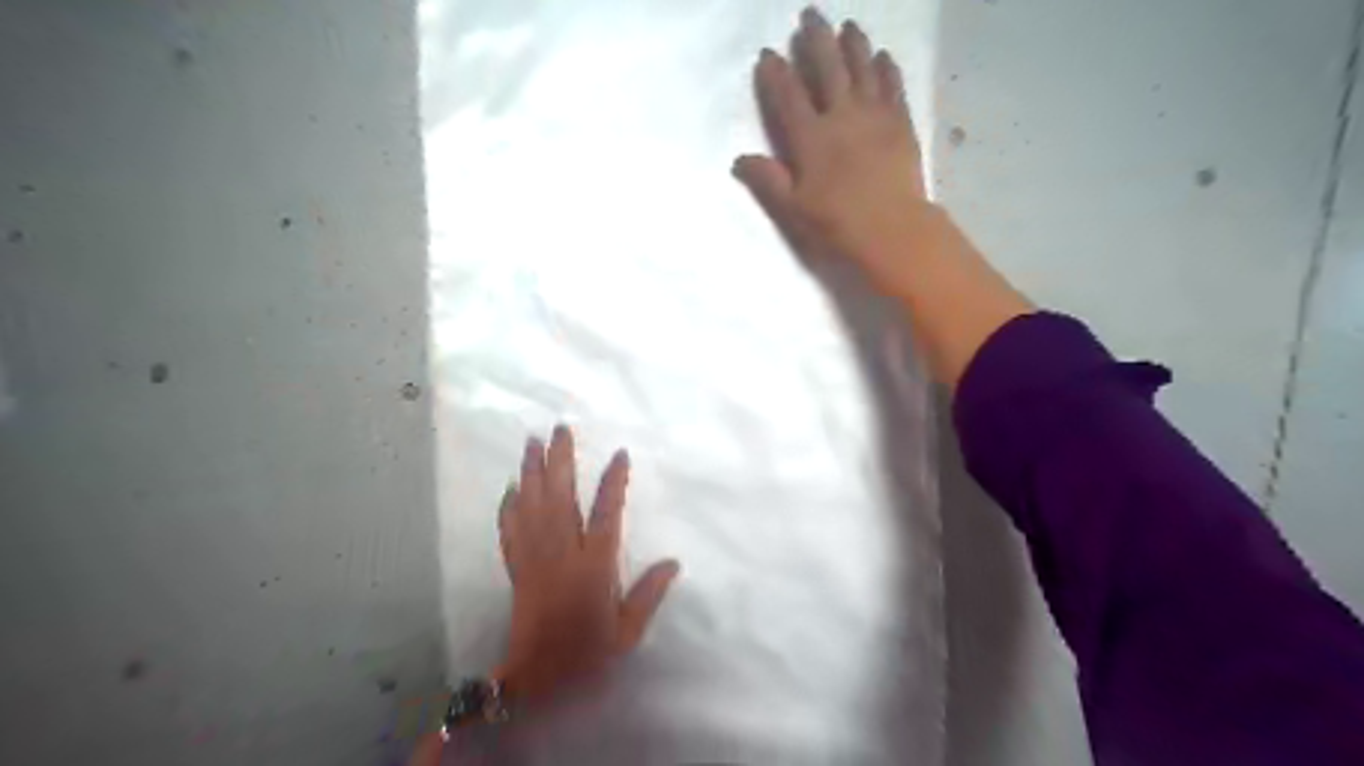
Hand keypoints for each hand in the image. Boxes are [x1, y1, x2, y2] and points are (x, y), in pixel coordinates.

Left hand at [497, 427, 675, 702]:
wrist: (537, 679)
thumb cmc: (588, 653)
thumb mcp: (627, 630)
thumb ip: (649, 593)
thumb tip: (673, 561)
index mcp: (594, 566)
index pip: (607, 514)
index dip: (613, 482)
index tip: (619, 454)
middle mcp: (562, 554)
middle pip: (560, 498)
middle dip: (560, 461)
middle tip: (560, 429)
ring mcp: (535, 558)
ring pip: (532, 506)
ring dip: (531, 472)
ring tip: (532, 442)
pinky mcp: (517, 568)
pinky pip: (510, 530)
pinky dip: (509, 506)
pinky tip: (511, 487)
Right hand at [737, 6, 939, 295]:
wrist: (893, 231)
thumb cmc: (837, 225)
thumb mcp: (793, 209)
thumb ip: (767, 180)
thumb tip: (739, 158)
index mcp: (810, 138)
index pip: (788, 95)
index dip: (776, 72)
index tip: (768, 53)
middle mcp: (842, 116)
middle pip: (828, 68)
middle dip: (816, 38)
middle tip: (810, 14)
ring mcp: (875, 116)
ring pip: (863, 68)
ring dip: (854, 44)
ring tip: (848, 25)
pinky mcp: (901, 124)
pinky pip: (893, 86)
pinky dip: (887, 68)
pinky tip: (884, 56)